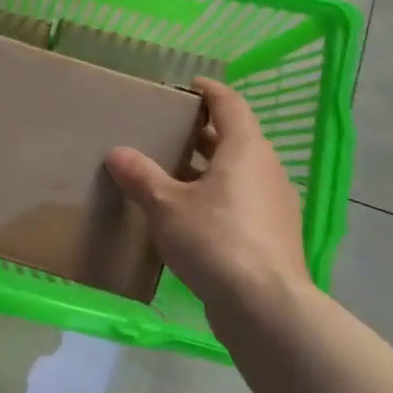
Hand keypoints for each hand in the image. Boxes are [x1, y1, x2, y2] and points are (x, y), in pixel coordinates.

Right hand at [105, 77, 309, 310]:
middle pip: (236, 138)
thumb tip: (117, 153)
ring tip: (174, 173)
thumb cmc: (215, 239)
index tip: (188, 85)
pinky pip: (244, 201)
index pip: (230, 104)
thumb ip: (141, 176)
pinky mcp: (274, 236)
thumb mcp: (166, 205)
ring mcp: (275, 205)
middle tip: (170, 130)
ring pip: (240, 172)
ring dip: (210, 167)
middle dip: (204, 132)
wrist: (266, 307)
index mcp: (246, 149)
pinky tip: (191, 215)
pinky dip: (219, 196)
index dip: (209, 90)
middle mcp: (267, 169)